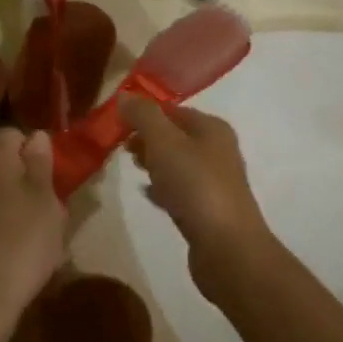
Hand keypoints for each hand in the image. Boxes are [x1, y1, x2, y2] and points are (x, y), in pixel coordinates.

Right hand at [121, 98, 273, 299]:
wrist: (226, 246)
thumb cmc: (194, 185)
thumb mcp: (164, 142)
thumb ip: (144, 116)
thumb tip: (125, 95)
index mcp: (212, 128)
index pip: (173, 109)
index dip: (145, 112)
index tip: (116, 123)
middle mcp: (218, 150)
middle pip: (176, 136)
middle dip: (148, 138)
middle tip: (121, 147)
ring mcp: (215, 181)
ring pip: (178, 163)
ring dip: (155, 162)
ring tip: (132, 166)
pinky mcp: (209, 209)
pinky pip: (181, 190)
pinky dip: (163, 188)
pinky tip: (148, 194)